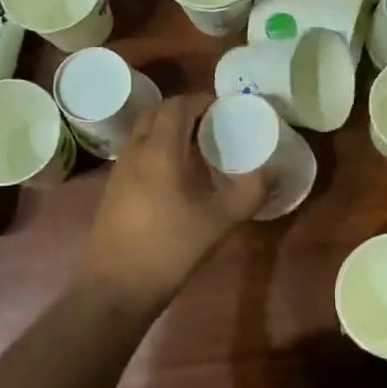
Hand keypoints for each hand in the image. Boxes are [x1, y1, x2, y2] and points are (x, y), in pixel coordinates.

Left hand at [79, 93, 267, 312]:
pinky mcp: (112, 189)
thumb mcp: (220, 221)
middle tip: (212, 123)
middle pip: (157, 112)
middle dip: (184, 110)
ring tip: (197, 146)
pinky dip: (156, 148)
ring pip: (143, 132)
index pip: (177, 105)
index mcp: (160, 150)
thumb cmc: (170, 248)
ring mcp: (119, 170)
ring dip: (168, 128)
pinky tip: (175, 175)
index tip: (224, 108)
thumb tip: (274, 170)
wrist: (116, 287)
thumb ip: (250, 191)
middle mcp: (135, 151)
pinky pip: (136, 152)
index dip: (201, 100)